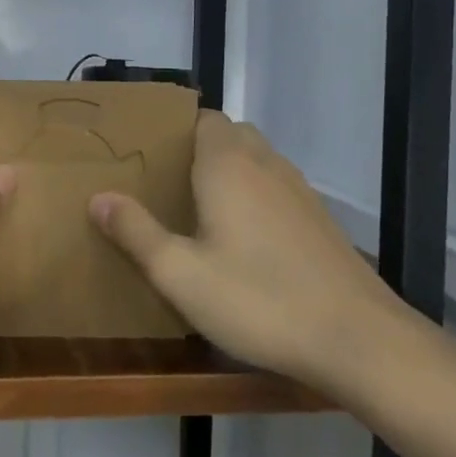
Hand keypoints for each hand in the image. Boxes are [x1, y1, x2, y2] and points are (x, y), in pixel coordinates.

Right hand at [89, 111, 405, 391]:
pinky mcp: (319, 219)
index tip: (147, 153)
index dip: (174, 129)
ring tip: (197, 209)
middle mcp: (266, 165)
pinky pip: (276, 188)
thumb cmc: (258, 299)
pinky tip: (243, 241)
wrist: (356, 338)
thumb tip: (98, 197)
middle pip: (230, 135)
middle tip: (166, 184)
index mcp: (228, 165)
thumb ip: (136, 232)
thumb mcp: (181, 274)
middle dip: (198, 149)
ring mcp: (299, 191)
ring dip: (229, 171)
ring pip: (256, 160)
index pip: (202, 118)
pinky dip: (255, 196)